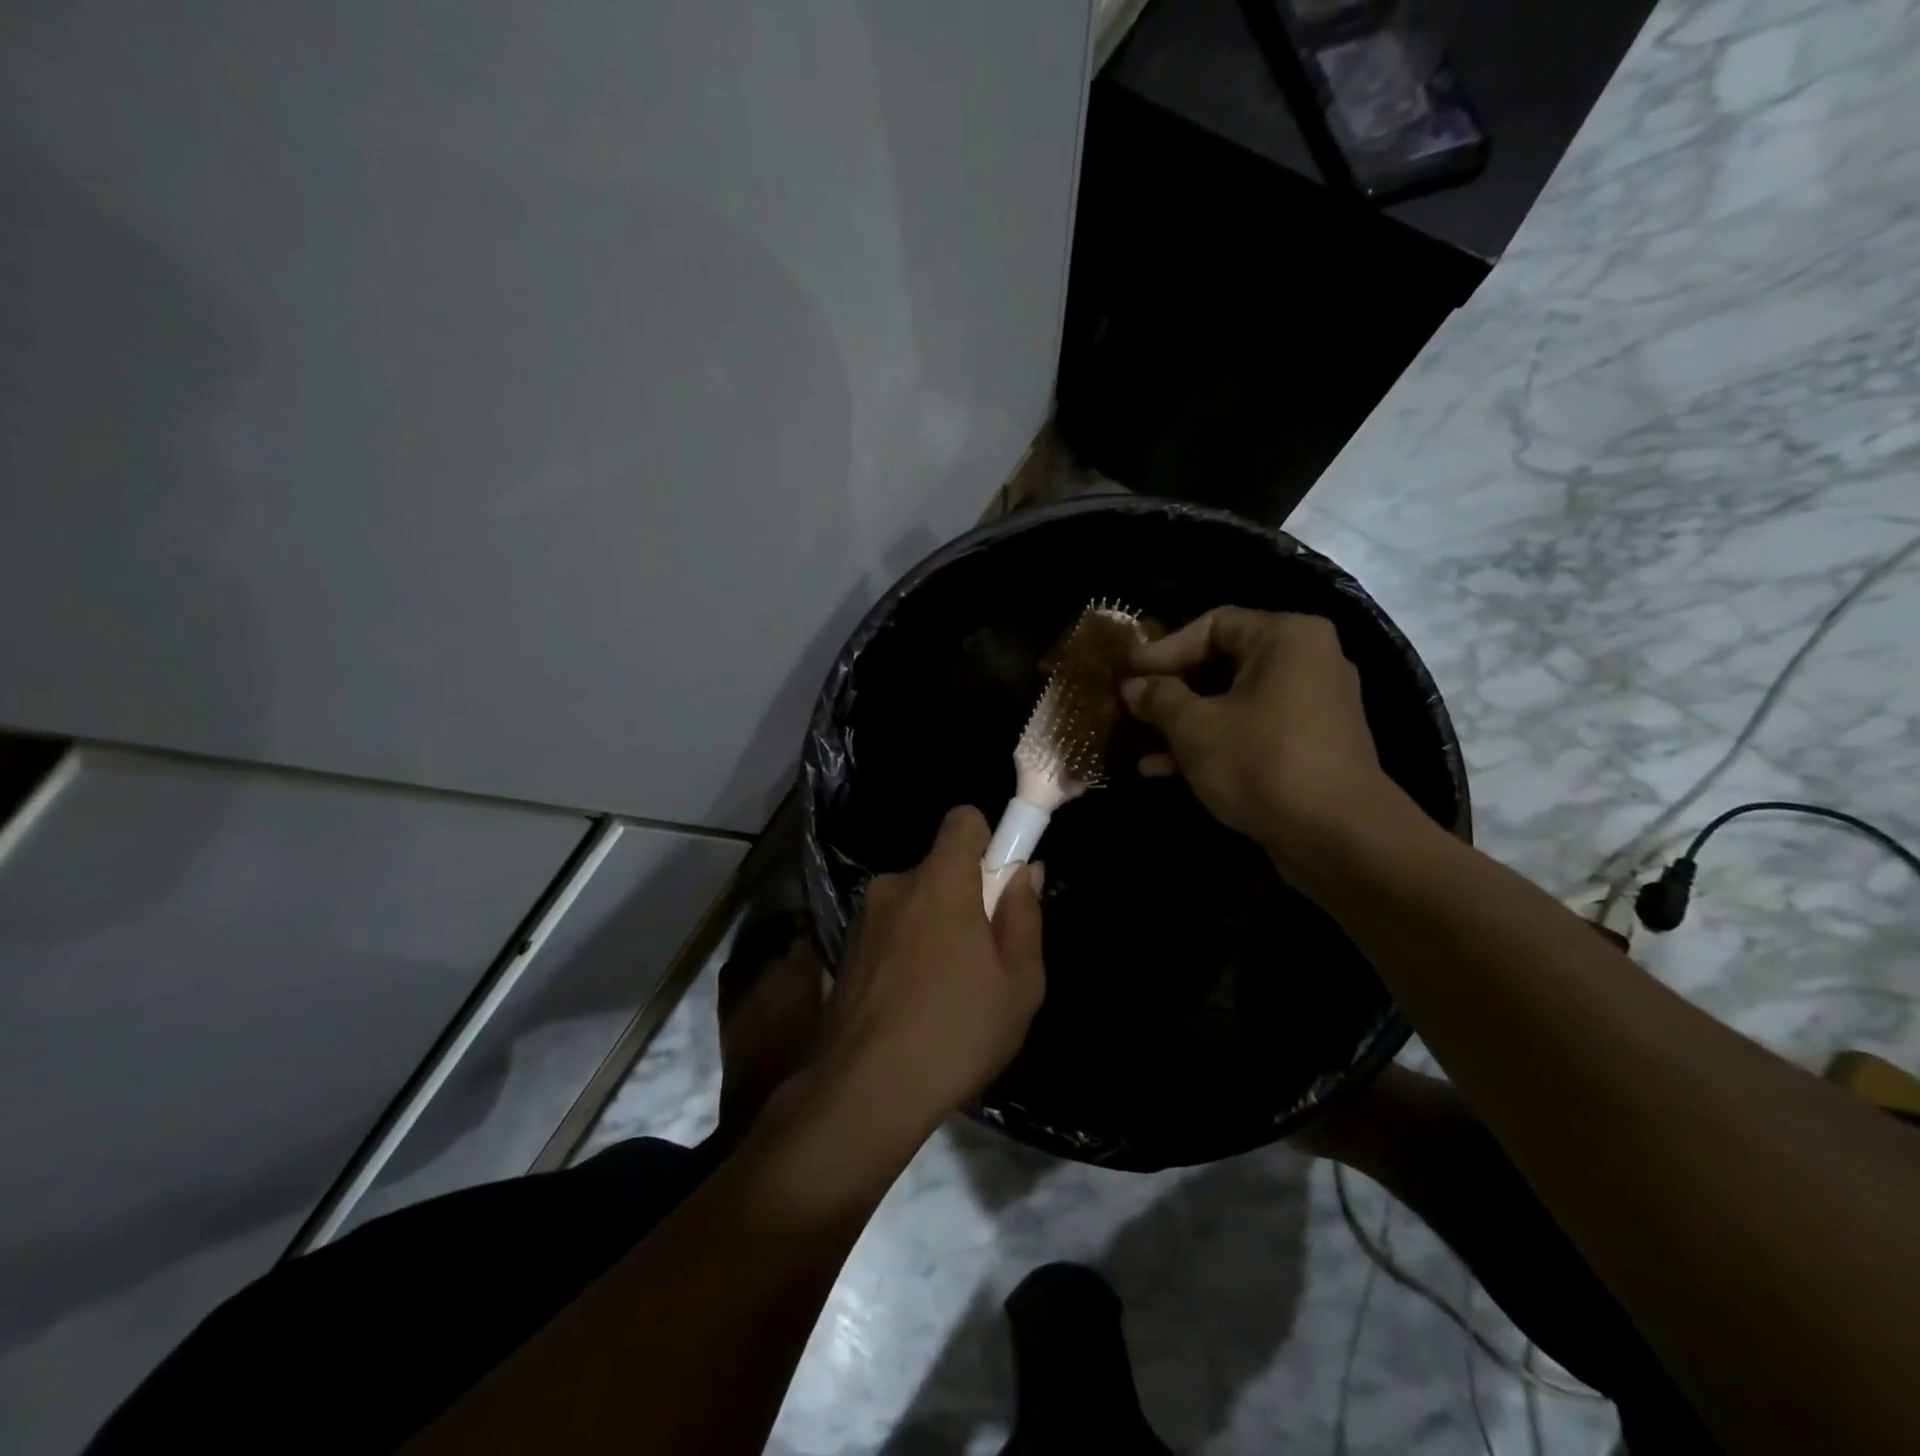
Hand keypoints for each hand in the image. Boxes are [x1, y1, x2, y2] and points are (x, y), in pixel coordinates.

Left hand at [819, 806, 1045, 1122]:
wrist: (866, 1091)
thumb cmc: (957, 1030)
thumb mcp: (1019, 981)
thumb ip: (1024, 916)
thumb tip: (1024, 872)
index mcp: (939, 881)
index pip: (962, 820)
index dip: (988, 841)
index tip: (999, 884)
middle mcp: (895, 885)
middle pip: (940, 868)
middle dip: (965, 896)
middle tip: (982, 956)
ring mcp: (864, 918)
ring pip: (915, 903)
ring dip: (935, 927)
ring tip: (947, 991)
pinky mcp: (846, 950)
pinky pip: (891, 931)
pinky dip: (908, 950)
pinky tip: (914, 1004)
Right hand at [1120, 607, 1395, 856]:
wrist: (1337, 836)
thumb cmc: (1261, 762)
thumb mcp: (1194, 727)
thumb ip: (1159, 698)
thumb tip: (1132, 685)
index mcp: (1286, 638)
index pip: (1213, 624)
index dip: (1164, 649)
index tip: (1128, 674)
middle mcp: (1308, 661)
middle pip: (1223, 663)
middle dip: (1172, 690)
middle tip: (1132, 706)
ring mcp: (1313, 706)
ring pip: (1234, 702)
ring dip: (1185, 722)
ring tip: (1140, 745)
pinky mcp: (1310, 746)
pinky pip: (1252, 730)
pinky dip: (1213, 743)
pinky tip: (1166, 770)